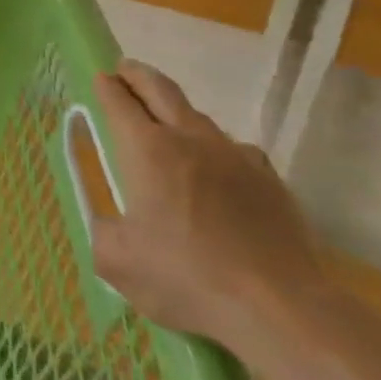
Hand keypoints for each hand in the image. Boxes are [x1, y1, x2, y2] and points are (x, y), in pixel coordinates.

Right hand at [91, 59, 337, 360]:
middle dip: (138, 75)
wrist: (281, 308)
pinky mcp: (271, 181)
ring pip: (200, 118)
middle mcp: (191, 140)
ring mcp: (237, 158)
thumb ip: (103, 232)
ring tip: (167, 123)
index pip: (120, 103)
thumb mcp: (117, 261)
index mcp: (147, 150)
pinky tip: (216, 171)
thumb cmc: (186, 277)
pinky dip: (216, 149)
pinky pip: (236, 151)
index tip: (100, 79)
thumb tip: (109, 224)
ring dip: (177, 112)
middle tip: (125, 70)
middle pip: (162, 90)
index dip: (106, 88)